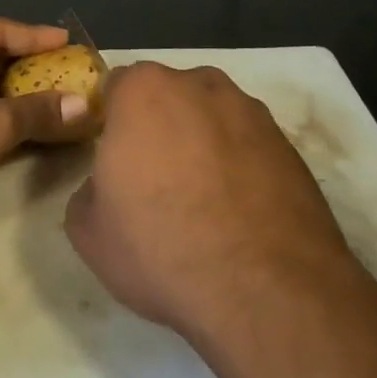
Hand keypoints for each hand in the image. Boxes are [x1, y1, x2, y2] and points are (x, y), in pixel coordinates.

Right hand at [64, 63, 358, 341]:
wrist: (267, 291)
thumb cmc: (161, 249)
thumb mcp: (88, 230)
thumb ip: (88, 188)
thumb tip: (108, 184)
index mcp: (144, 91)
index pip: (115, 86)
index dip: (110, 121)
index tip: (112, 158)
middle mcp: (200, 86)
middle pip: (168, 96)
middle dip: (158, 127)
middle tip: (154, 180)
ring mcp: (251, 112)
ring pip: (211, 119)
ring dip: (201, 144)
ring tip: (202, 201)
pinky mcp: (289, 145)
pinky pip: (247, 146)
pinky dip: (238, 167)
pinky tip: (237, 213)